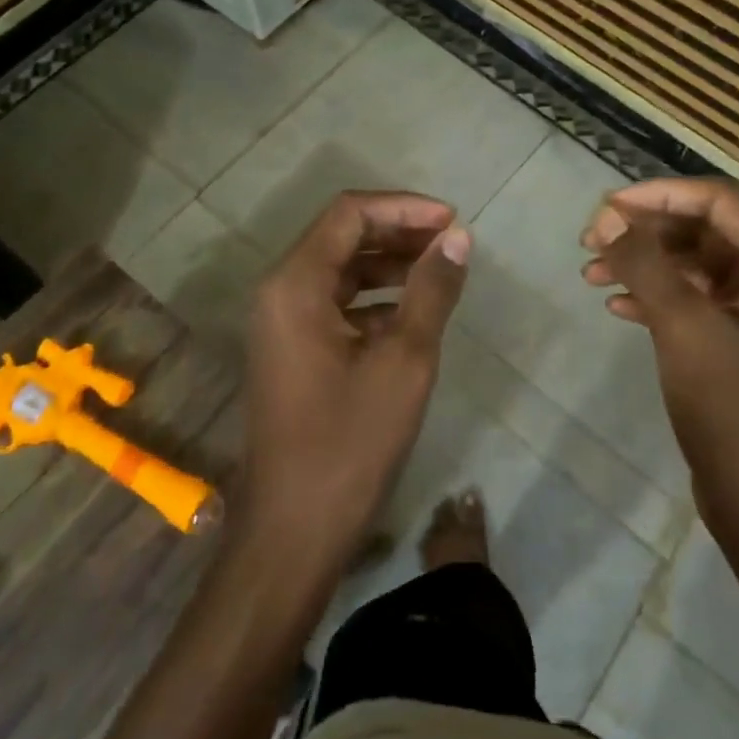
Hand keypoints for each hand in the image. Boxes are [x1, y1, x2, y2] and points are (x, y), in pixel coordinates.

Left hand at [241, 191, 470, 575]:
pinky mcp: (292, 349)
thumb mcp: (404, 360)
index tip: (452, 221)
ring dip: (389, 264)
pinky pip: (335, 303)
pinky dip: (375, 298)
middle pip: (342, 236)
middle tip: (451, 243)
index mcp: (295, 283)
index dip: (404, 208)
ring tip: (440, 272)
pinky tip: (413, 313)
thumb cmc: (350, 442)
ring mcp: (282, 322)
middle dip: (398, 232)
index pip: (350, 214)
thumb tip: (458, 238)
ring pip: (340, 269)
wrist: (293, 530)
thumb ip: (432, 291)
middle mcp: (280, 291)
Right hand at [579, 178, 738, 536]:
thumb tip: (608, 215)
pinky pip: (693, 302)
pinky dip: (654, 298)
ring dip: (643, 265)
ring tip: (590, 274)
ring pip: (692, 266)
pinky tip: (616, 307)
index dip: (657, 195)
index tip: (603, 208)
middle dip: (644, 231)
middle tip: (589, 242)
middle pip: (702, 230)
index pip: (717, 201)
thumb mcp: (686, 328)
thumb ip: (645, 264)